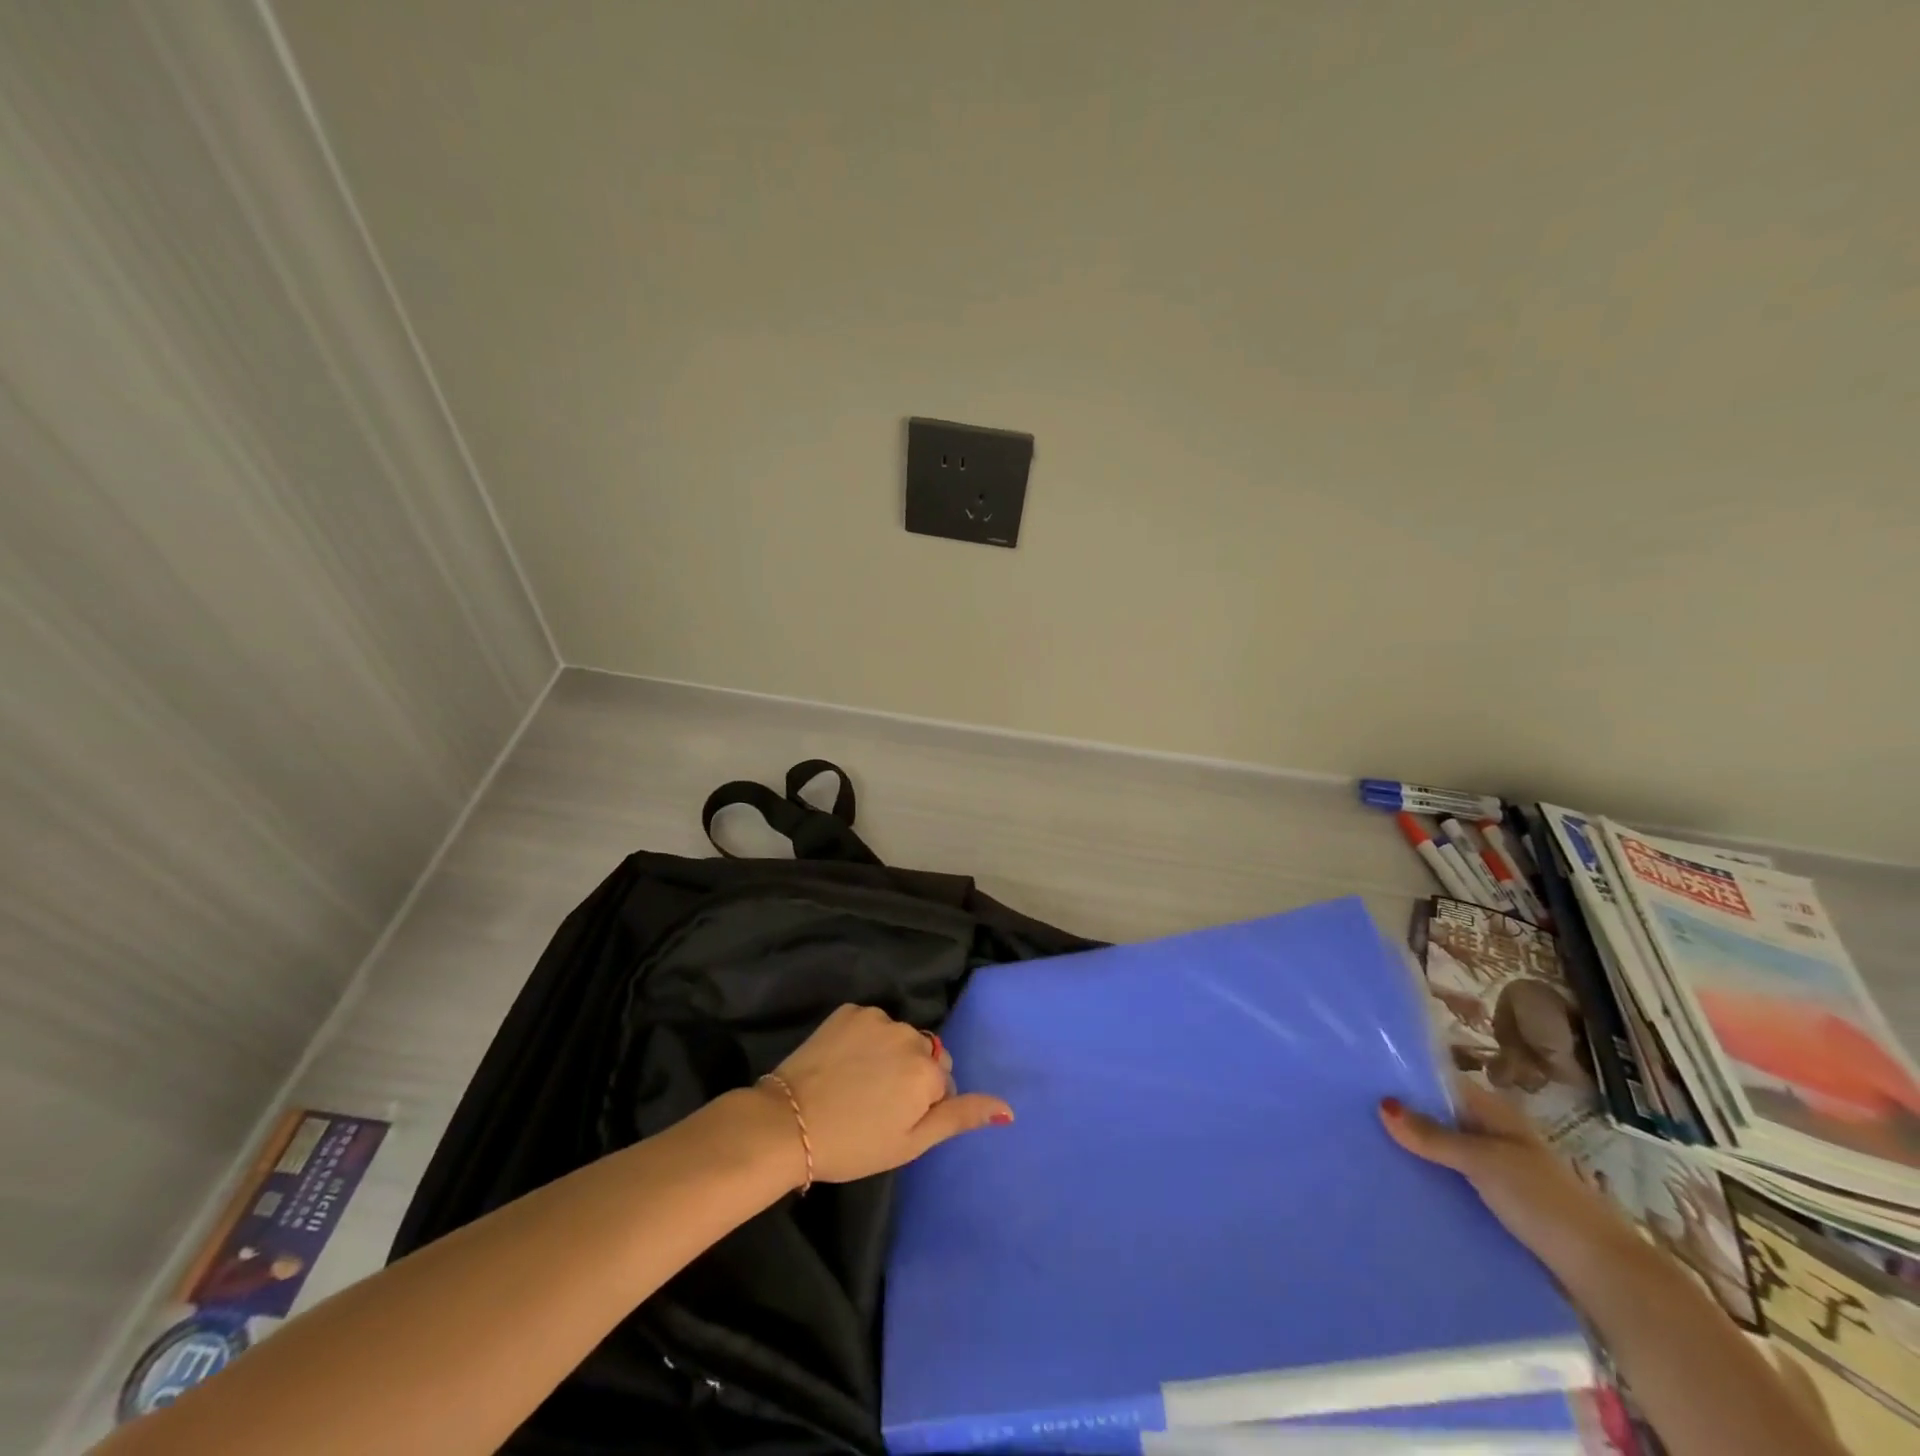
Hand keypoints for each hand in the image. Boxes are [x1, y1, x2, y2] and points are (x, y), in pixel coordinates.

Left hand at [763, 1004, 1012, 1184]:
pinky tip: (841, 1064)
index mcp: (928, 1069)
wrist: (787, 1124)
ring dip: (887, 1054)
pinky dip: (863, 1040)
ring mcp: (877, 1018)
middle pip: (923, 1053)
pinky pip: (870, 1024)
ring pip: (897, 1037)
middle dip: (909, 1074)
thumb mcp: (911, 1143)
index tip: (894, 1120)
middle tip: (876, 1104)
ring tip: (855, 1084)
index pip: (943, 1082)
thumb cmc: (854, 1144)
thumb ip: (960, 1117)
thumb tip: (1009, 1109)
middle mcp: (910, 1034)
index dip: (921, 1104)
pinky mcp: (848, 1010)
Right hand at [1381, 1082, 1640, 1281]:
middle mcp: (1496, 1135)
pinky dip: (1432, 1181)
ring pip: (1446, 1152)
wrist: (1603, 1274)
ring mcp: (1499, 1171)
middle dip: (1405, 1118)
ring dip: (1417, 1152)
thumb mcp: (1482, 1162)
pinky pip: (1455, 1183)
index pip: (1441, 1084)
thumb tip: (1382, 1104)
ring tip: (1368, 1149)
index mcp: (1496, 1113)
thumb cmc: (1543, 1202)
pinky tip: (1403, 1186)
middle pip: (1441, 1118)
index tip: (1362, 1080)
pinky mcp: (1499, 1205)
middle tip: (1355, 1116)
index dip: (1406, 1081)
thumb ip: (1433, 1136)